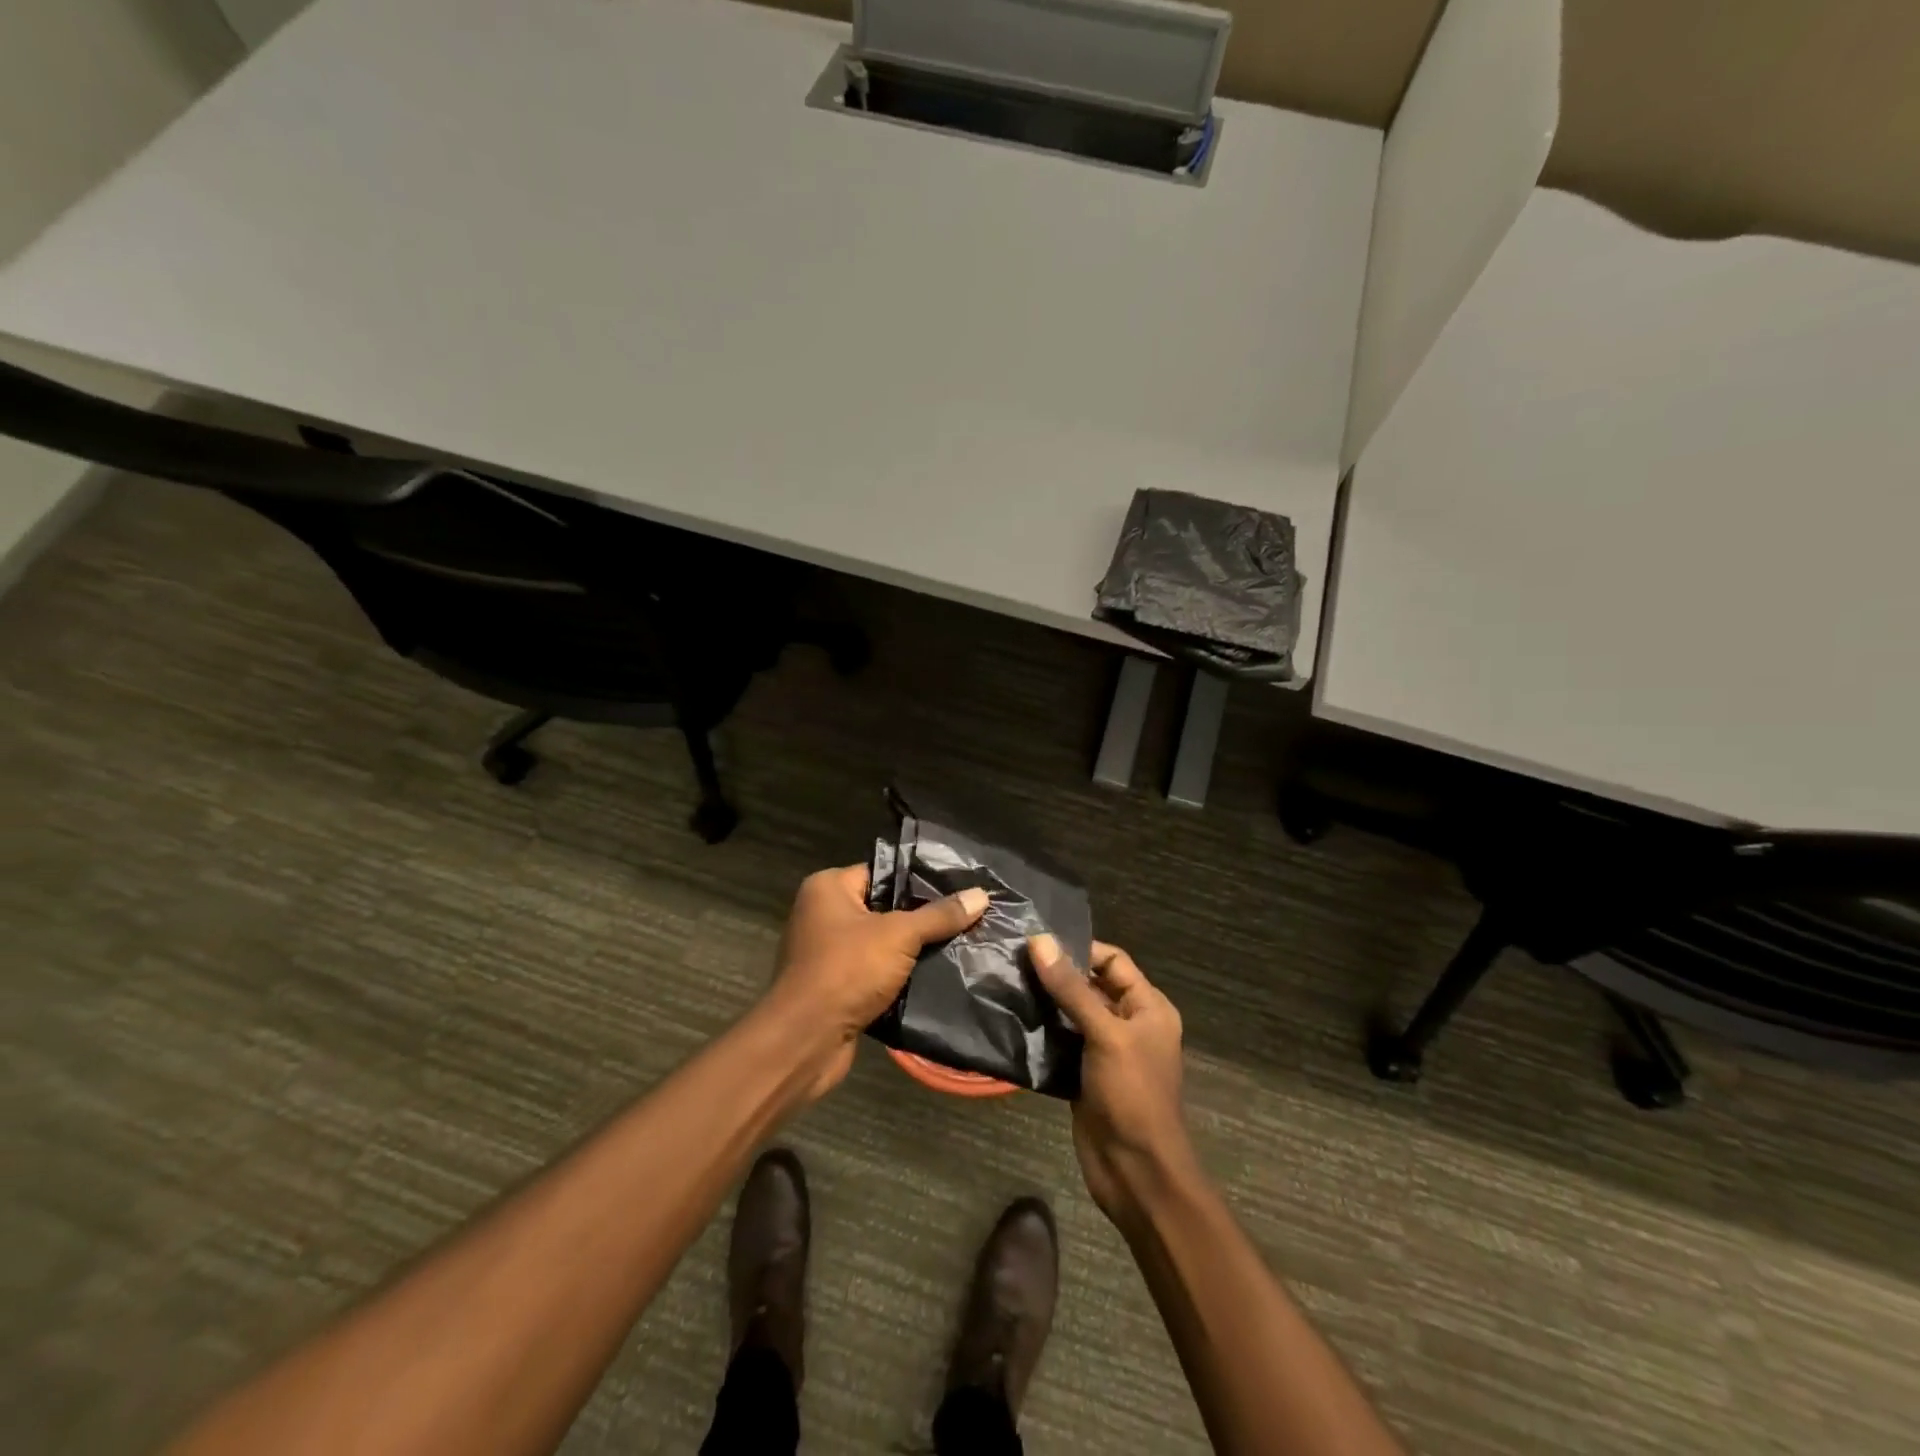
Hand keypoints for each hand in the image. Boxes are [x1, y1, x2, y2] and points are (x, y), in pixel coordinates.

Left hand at [764, 866, 988, 1098]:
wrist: (805, 1041)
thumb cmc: (846, 971)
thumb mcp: (899, 936)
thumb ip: (939, 915)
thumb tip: (981, 895)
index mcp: (827, 888)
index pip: (882, 872)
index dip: (919, 879)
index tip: (959, 886)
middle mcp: (822, 913)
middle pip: (883, 907)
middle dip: (921, 917)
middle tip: (966, 915)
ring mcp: (826, 952)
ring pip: (881, 942)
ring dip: (912, 950)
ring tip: (960, 943)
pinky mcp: (834, 986)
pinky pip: (874, 971)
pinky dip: (898, 975)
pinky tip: (935, 975)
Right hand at [1031, 935, 1196, 1220]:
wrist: (1136, 1172)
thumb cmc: (1132, 1095)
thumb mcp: (1105, 1035)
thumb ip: (1071, 989)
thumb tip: (1039, 941)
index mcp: (1147, 1007)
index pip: (1112, 960)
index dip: (1078, 949)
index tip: (1036, 943)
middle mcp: (1128, 1022)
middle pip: (1089, 985)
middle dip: (1055, 974)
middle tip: (1011, 959)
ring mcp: (1104, 1050)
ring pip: (1070, 1013)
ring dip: (1043, 1002)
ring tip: (1005, 982)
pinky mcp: (1083, 1073)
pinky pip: (1060, 1041)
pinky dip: (1039, 1031)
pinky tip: (1011, 1018)